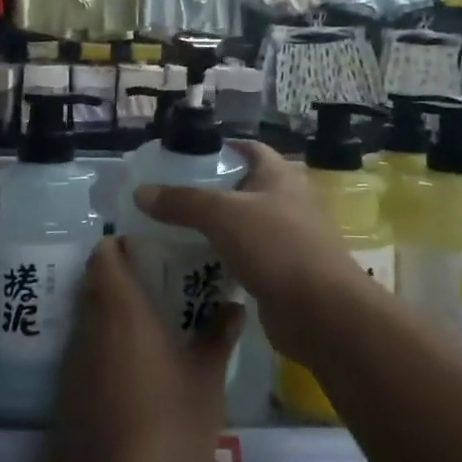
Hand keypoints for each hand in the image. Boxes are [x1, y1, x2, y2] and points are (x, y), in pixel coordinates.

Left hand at [47, 239, 242, 461]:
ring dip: (110, 315)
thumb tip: (233, 305)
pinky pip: (83, 352)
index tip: (144, 248)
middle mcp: (90, 326)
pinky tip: (130, 369)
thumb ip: (218, 335)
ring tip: (147, 327)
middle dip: (118, 279)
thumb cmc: (169, 425)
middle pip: (94, 284)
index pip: (105, 255)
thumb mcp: (207, 380)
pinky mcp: (65, 394)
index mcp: (121, 310)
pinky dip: (102, 348)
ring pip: (88, 319)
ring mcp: (72, 362)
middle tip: (153, 285)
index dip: (119, 245)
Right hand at [132, 140, 369, 363]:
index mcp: (280, 176)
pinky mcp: (283, 273)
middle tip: (170, 198)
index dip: (220, 148)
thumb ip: (182, 202)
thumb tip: (140, 193)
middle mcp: (288, 201)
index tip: (185, 157)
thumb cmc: (276, 247)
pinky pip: (247, 258)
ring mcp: (288, 239)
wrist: (321, 313)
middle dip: (210, 192)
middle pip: (244, 187)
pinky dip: (224, 259)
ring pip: (244, 225)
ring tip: (174, 231)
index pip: (248, 149)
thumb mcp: (223, 216)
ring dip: (215, 228)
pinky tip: (196, 266)